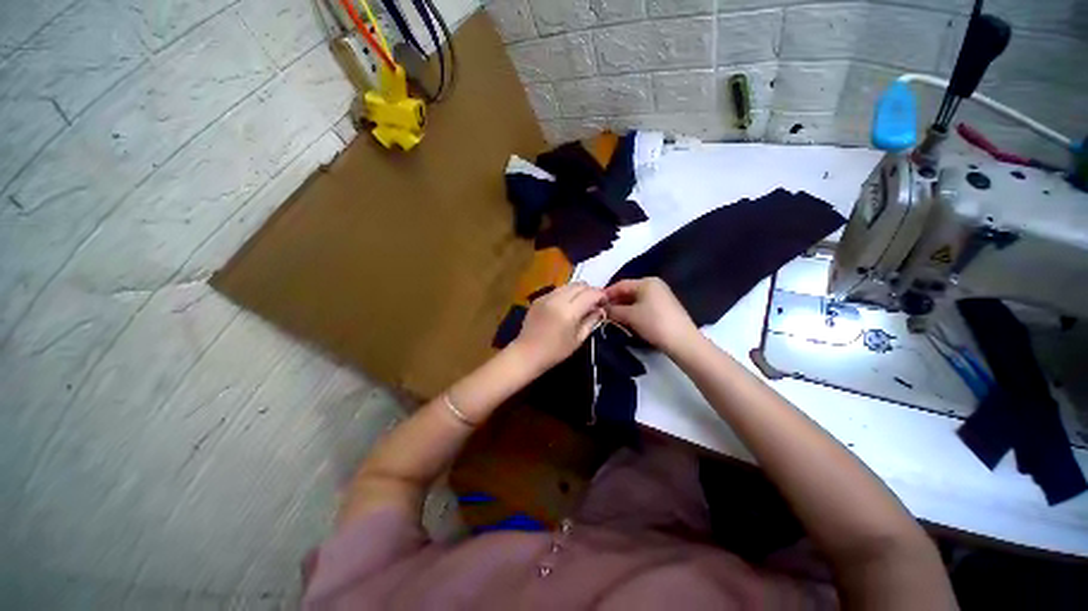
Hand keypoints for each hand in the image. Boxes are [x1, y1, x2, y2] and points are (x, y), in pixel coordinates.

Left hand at [512, 282, 604, 371]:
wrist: (526, 354)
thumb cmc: (555, 352)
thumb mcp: (578, 339)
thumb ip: (591, 321)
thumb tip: (600, 309)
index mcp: (568, 311)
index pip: (590, 294)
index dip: (601, 295)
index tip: (605, 302)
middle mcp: (557, 299)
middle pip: (579, 285)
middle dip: (590, 290)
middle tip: (594, 302)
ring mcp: (546, 297)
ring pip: (568, 285)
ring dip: (578, 291)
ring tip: (581, 303)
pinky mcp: (538, 298)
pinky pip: (557, 290)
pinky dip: (566, 294)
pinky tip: (566, 305)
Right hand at [604, 277, 698, 353]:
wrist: (682, 341)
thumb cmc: (653, 323)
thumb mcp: (629, 315)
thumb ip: (613, 310)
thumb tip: (601, 308)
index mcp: (646, 282)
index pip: (620, 284)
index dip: (606, 294)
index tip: (595, 304)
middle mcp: (654, 285)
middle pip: (628, 291)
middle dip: (614, 301)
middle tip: (602, 312)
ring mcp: (661, 296)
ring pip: (635, 300)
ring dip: (622, 308)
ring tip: (611, 318)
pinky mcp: (664, 308)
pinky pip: (643, 306)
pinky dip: (633, 311)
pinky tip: (626, 320)